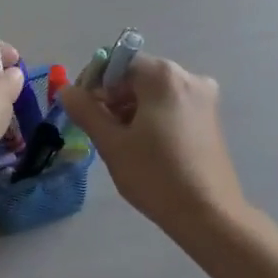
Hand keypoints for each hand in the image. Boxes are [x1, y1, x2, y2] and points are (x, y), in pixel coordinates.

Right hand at [60, 54, 245, 228]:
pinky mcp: (210, 118)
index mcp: (163, 76)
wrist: (209, 215)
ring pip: (154, 92)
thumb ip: (86, 111)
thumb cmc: (156, 176)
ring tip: (122, 142)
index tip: (83, 110)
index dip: (95, 82)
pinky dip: (153, 116)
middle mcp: (188, 77)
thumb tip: (67, 90)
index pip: (117, 62)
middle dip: (113, 97)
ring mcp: (204, 98)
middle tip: (100, 130)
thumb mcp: (112, 143)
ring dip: (132, 108)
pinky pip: (172, 105)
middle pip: (137, 75)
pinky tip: (146, 146)